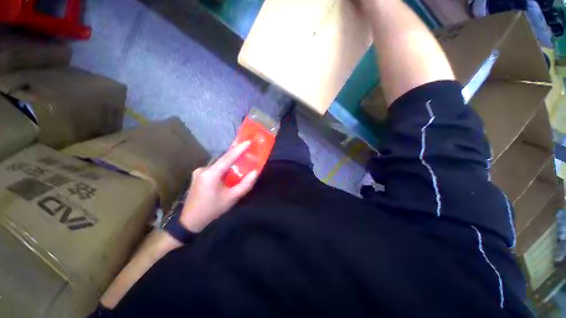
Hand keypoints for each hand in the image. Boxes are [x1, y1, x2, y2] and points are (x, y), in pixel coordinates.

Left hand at [180, 141, 258, 232]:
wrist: (190, 221)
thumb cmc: (212, 209)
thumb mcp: (232, 198)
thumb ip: (245, 184)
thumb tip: (255, 172)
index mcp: (211, 174)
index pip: (227, 158)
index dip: (239, 149)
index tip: (248, 141)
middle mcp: (203, 169)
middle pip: (223, 159)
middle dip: (236, 155)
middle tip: (247, 151)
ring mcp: (199, 171)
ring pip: (219, 164)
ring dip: (230, 163)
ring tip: (240, 164)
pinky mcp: (198, 175)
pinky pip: (214, 168)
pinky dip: (223, 169)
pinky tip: (228, 174)